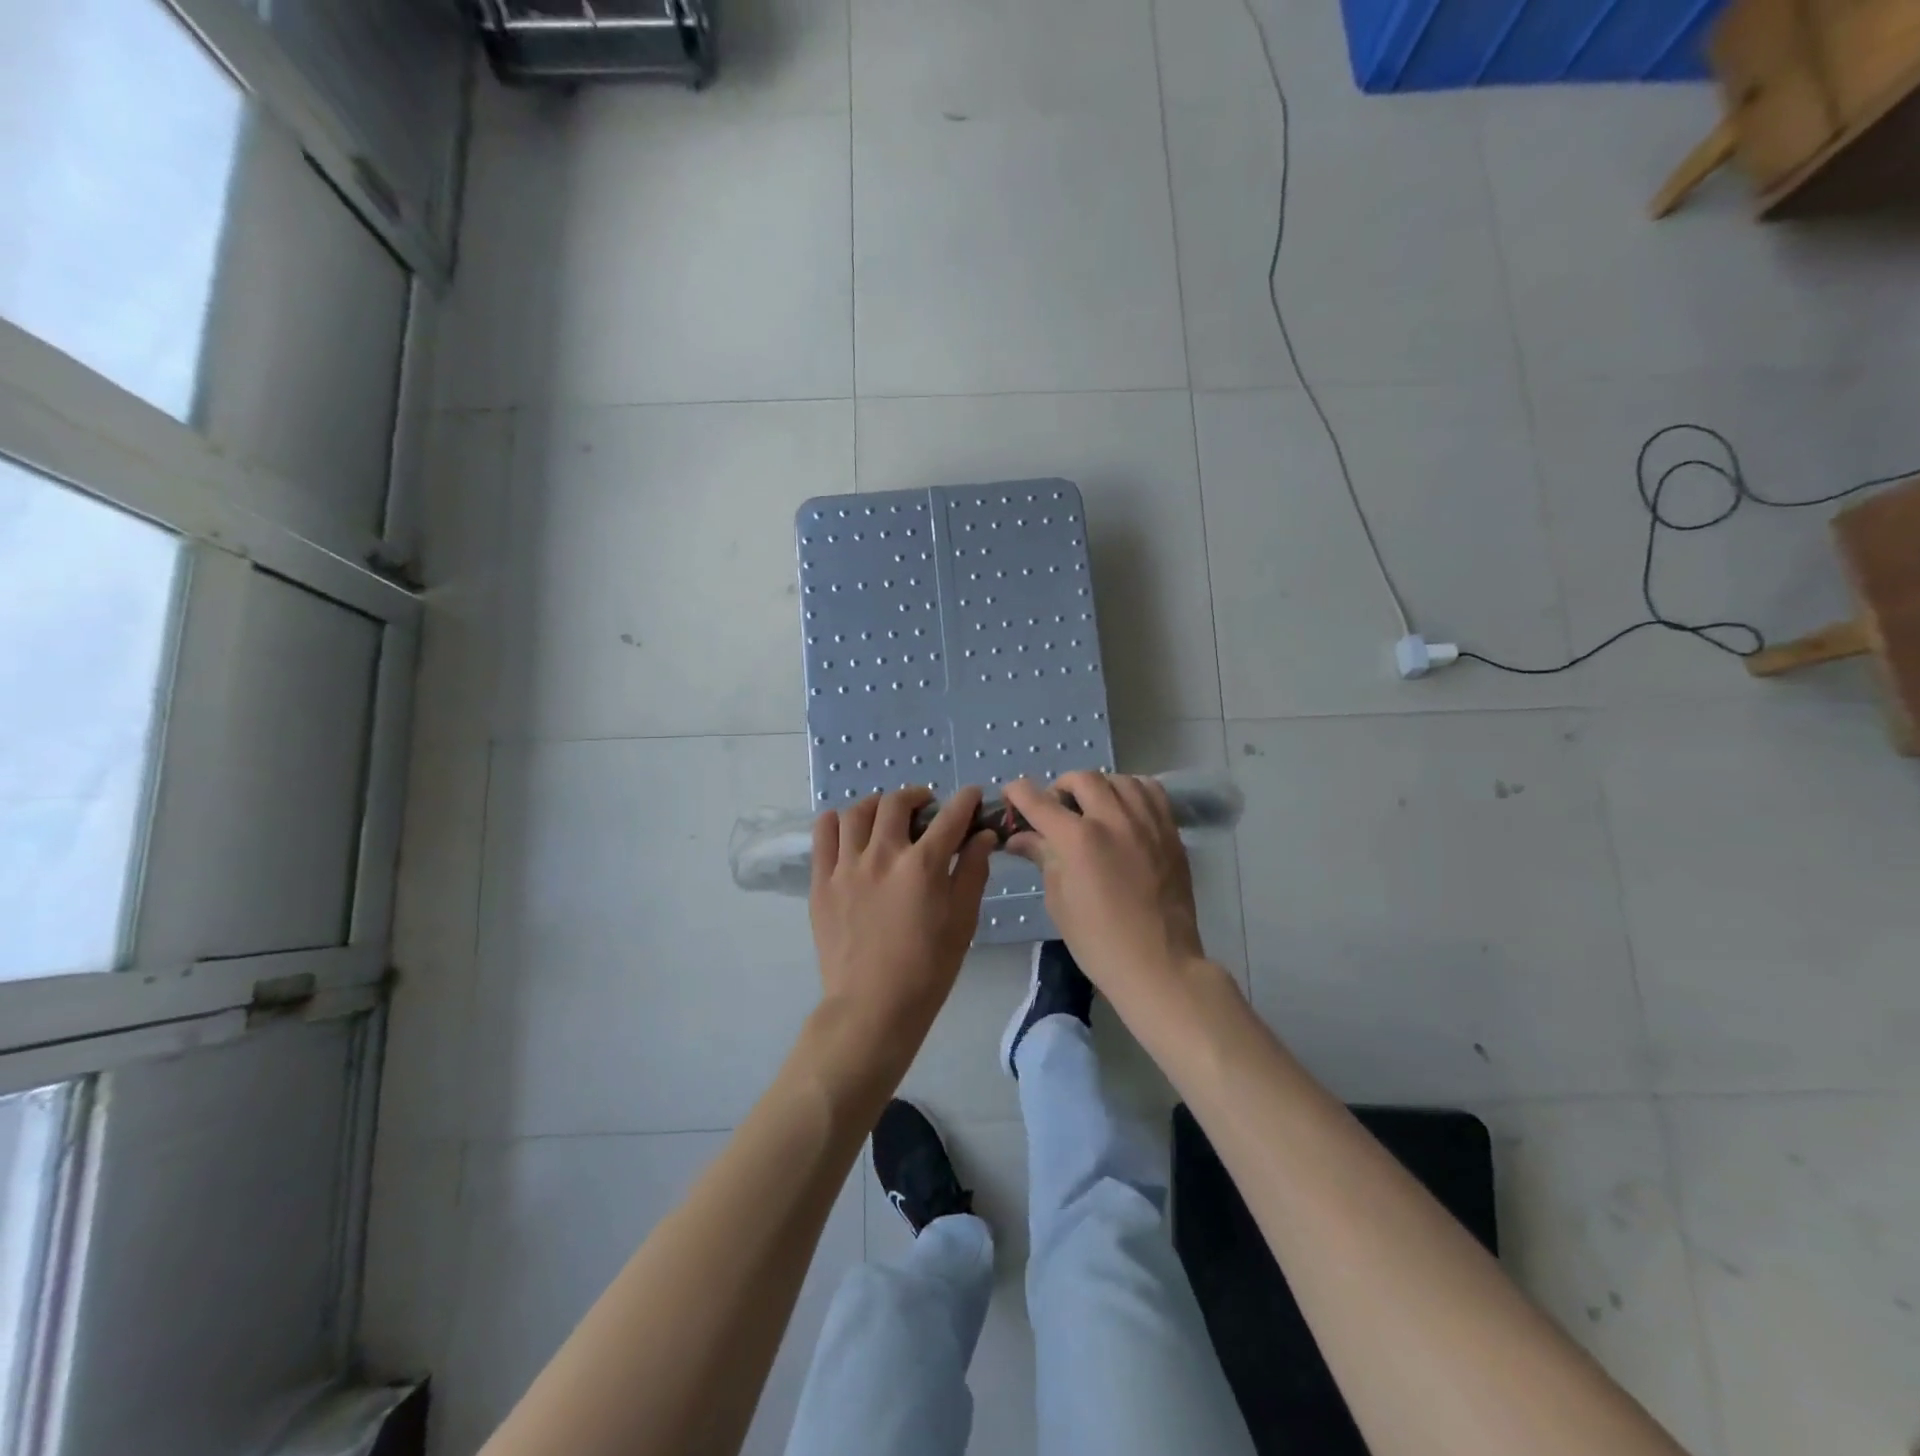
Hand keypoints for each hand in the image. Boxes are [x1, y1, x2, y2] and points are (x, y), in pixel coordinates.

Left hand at [809, 786, 996, 1061]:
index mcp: (923, 865)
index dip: (966, 800)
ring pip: (858, 812)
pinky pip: (824, 835)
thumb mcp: (963, 921)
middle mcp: (883, 855)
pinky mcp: (822, 882)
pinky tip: (848, 828)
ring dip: (878, 805)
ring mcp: (847, 866)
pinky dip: (837, 822)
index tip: (972, 795)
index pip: (950, 817)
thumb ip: (973, 871)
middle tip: (926, 808)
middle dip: (917, 796)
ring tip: (886, 815)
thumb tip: (982, 835)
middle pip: (897, 803)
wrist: (872, 1007)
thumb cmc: (928, 968)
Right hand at [1004, 772, 1206, 999]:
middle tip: (1056, 809)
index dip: (1018, 793)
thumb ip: (1042, 857)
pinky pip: (1151, 792)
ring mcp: (1147, 823)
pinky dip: (1132, 791)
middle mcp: (1113, 820)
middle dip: (1061, 788)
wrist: (1157, 964)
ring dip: (1098, 787)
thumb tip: (1019, 837)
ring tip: (1093, 807)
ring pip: (1119, 779)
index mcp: (1078, 840)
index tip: (1011, 793)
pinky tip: (1125, 810)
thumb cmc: (1098, 941)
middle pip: (1082, 779)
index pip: (1039, 801)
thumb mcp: (1059, 900)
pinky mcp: (1170, 832)